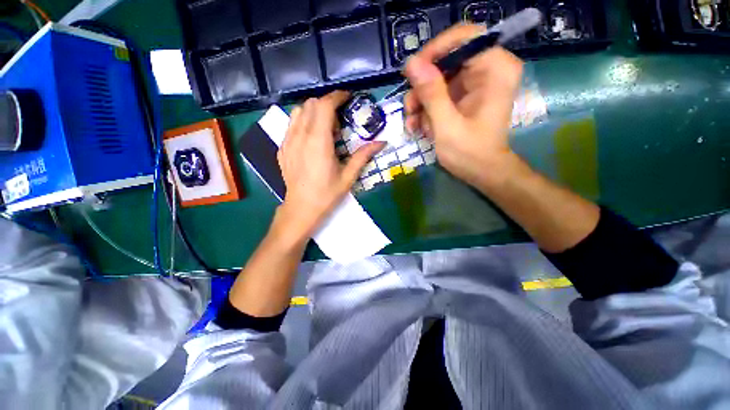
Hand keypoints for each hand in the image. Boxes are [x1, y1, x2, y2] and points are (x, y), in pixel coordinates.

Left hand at [276, 91, 384, 239]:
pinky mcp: (282, 148)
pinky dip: (302, 123)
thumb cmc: (327, 194)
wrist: (301, 209)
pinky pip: (291, 125)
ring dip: (313, 112)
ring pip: (298, 112)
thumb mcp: (348, 176)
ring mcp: (287, 141)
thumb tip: (381, 142)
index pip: (324, 106)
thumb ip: (363, 156)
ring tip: (324, 129)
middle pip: (310, 104)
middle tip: (339, 122)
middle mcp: (300, 136)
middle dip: (327, 105)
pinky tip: (311, 139)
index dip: (337, 97)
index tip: (347, 97)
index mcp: (318, 142)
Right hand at [403, 24, 523, 189]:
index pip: (464, 37)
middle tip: (409, 109)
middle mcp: (487, 69)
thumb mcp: (447, 125)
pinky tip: (420, 127)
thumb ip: (431, 93)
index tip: (413, 73)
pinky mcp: (464, 96)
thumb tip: (411, 63)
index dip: (435, 50)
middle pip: (447, 59)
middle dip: (423, 85)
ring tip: (412, 124)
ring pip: (438, 77)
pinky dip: (427, 108)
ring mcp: (474, 83)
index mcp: (495, 69)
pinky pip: (439, 92)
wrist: (482, 172)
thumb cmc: (470, 153)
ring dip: (421, 101)